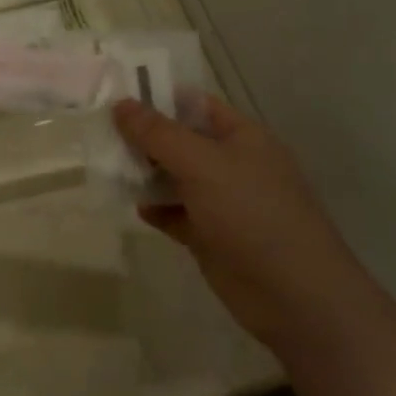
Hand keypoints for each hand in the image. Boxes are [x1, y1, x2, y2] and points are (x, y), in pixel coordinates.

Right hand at [114, 93, 375, 353]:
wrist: (296, 299)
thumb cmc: (252, 214)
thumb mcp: (201, 164)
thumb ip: (157, 133)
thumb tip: (120, 103)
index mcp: (241, 137)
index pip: (194, 104)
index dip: (157, 97)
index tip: (113, 96)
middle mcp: (232, 164)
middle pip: (179, 140)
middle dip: (142, 136)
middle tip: (98, 132)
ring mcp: (223, 202)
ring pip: (174, 177)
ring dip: (143, 172)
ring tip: (105, 167)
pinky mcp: (211, 236)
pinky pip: (175, 213)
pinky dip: (154, 208)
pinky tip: (130, 206)